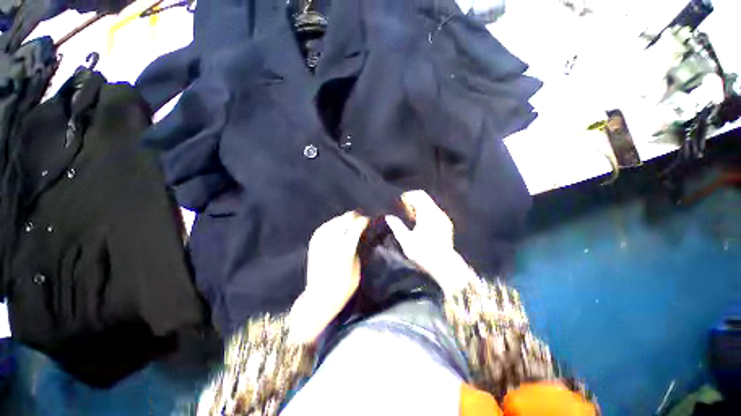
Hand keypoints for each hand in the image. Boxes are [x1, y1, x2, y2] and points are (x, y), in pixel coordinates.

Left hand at [289, 211, 368, 343]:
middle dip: (353, 217)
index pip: (355, 228)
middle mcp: (331, 244)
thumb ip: (356, 252)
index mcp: (344, 251)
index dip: (362, 221)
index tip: (367, 220)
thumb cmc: (342, 288)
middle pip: (343, 222)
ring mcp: (320, 244)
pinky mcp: (313, 246)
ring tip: (349, 218)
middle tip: (360, 217)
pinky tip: (335, 223)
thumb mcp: (356, 271)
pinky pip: (322, 229)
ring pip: (332, 223)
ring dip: (342, 218)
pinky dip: (330, 223)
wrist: (318, 299)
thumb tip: (357, 238)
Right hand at [385, 190, 474, 293]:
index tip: (401, 204)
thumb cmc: (423, 253)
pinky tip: (421, 224)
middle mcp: (436, 213)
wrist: (445, 264)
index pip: (418, 195)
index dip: (408, 196)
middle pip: (424, 197)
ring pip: (430, 204)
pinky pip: (435, 211)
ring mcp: (443, 218)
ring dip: (419, 207)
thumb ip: (396, 226)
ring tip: (411, 219)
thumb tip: (389, 217)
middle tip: (405, 211)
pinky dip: (426, 212)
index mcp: (426, 215)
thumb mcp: (406, 241)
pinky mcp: (447, 223)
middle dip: (413, 201)